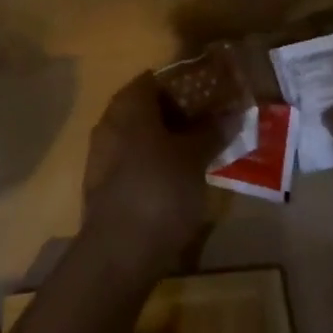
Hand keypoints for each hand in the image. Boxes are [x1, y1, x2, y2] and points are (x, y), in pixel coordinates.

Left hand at [81, 72, 224, 272]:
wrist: (119, 253)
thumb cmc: (160, 190)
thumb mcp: (194, 159)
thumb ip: (211, 132)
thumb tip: (231, 113)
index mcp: (129, 105)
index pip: (154, 80)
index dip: (181, 86)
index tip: (207, 98)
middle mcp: (109, 121)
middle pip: (144, 108)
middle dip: (174, 115)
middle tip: (206, 127)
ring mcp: (101, 155)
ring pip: (137, 136)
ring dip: (162, 141)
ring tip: (195, 155)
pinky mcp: (100, 186)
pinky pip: (129, 162)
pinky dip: (150, 164)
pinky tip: (173, 182)